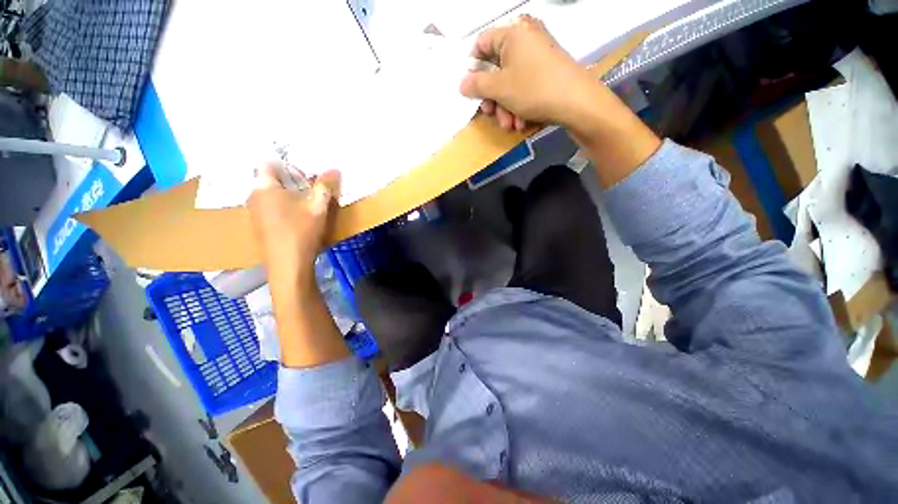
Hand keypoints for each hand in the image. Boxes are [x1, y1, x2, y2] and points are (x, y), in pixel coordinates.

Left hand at [248, 165, 349, 367]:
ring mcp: (255, 213)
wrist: (288, 266)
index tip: (306, 172)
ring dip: (289, 194)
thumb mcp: (317, 206)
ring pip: (271, 194)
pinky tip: (300, 217)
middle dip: (291, 179)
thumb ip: (325, 186)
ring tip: (309, 201)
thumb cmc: (300, 231)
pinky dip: (285, 206)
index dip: (287, 163)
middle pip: (269, 178)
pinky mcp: (261, 226)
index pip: (268, 162)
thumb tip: (334, 169)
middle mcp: (254, 196)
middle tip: (312, 185)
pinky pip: (271, 207)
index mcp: (263, 187)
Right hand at [460, 15, 600, 131]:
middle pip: (496, 68)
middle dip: (492, 98)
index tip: (472, 90)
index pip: (481, 44)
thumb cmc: (533, 89)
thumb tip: (462, 84)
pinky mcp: (546, 71)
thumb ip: (476, 85)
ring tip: (510, 125)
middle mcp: (524, 39)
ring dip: (505, 107)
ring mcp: (537, 55)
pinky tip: (521, 121)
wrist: (576, 102)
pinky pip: (524, 85)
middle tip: (491, 114)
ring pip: (509, 82)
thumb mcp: (499, 88)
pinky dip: (519, 105)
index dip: (473, 68)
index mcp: (512, 33)